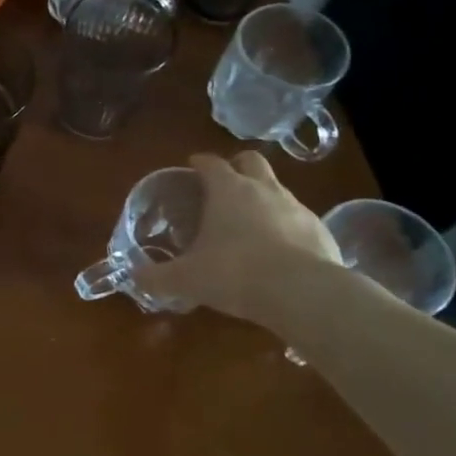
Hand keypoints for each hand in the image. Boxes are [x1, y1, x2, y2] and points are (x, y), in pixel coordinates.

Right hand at [130, 151, 340, 324]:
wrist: (305, 294)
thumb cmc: (235, 274)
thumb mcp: (186, 279)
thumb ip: (157, 277)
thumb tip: (134, 277)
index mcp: (227, 190)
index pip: (210, 162)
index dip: (199, 162)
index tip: (191, 167)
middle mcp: (264, 189)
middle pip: (251, 160)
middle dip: (237, 166)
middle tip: (223, 187)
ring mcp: (297, 208)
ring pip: (277, 189)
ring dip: (263, 198)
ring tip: (250, 225)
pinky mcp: (321, 231)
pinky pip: (299, 220)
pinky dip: (287, 228)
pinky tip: (279, 253)